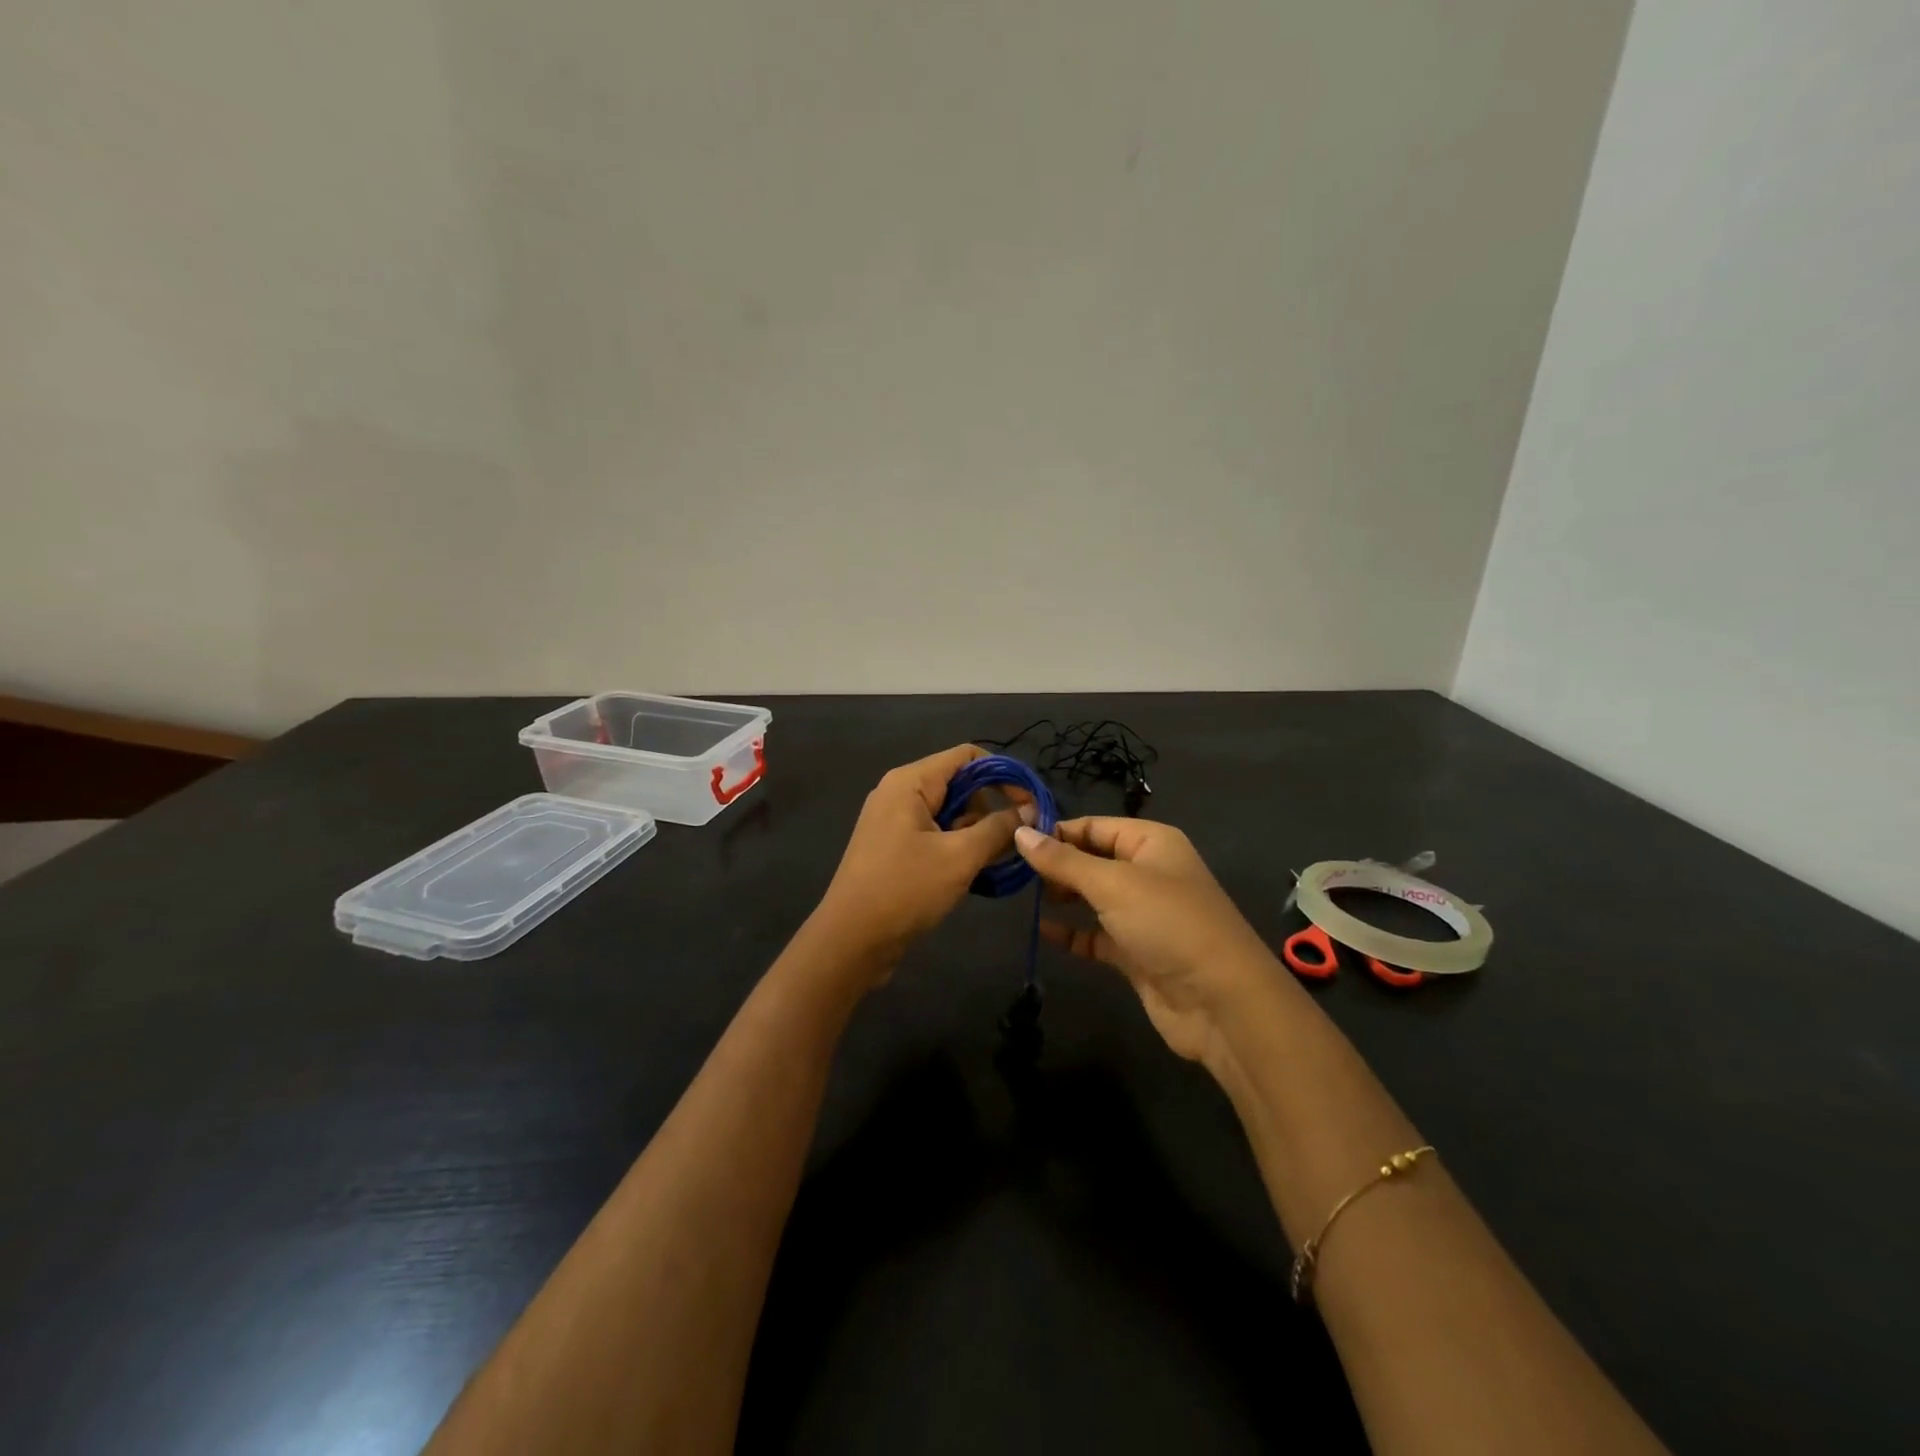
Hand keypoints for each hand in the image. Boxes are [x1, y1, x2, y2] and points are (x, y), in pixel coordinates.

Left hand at [813, 745, 1031, 976]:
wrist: (851, 941)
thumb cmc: (905, 890)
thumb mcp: (959, 857)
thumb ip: (998, 828)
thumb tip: (1030, 809)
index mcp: (910, 782)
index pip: (968, 756)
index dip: (1004, 774)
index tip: (1031, 804)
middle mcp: (900, 793)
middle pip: (960, 784)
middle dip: (992, 808)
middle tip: (1015, 840)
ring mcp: (895, 821)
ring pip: (950, 812)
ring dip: (977, 832)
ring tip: (998, 862)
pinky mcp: (895, 848)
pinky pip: (936, 834)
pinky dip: (959, 847)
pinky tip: (976, 872)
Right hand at [1013, 818, 1280, 1064]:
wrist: (1221, 1002)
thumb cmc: (1168, 924)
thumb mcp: (1112, 884)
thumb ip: (1063, 861)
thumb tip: (1020, 834)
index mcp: (1152, 843)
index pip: (1095, 826)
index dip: (1057, 831)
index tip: (1013, 841)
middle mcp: (1148, 872)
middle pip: (1092, 860)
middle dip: (1056, 864)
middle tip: (1012, 873)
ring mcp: (1143, 914)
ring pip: (1093, 897)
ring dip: (1062, 897)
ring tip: (1021, 897)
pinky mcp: (1137, 952)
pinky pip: (1096, 935)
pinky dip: (1072, 934)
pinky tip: (1042, 932)